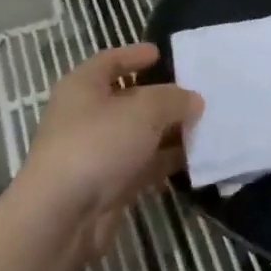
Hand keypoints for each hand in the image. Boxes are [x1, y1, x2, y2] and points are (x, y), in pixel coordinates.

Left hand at [14, 43, 201, 260]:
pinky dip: (166, 162)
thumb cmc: (98, 145)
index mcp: (83, 87)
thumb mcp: (143, 110)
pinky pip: (144, 166)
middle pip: (129, 99)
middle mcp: (87, 117)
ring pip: (140, 135)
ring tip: (208, 126)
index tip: (161, 53)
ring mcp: (97, 153)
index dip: (134, 55)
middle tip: (198, 92)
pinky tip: (196, 160)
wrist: (63, 217)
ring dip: (170, 132)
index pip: (110, 61)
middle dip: (163, 97)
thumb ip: (173, 99)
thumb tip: (193, 100)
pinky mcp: (109, 186)